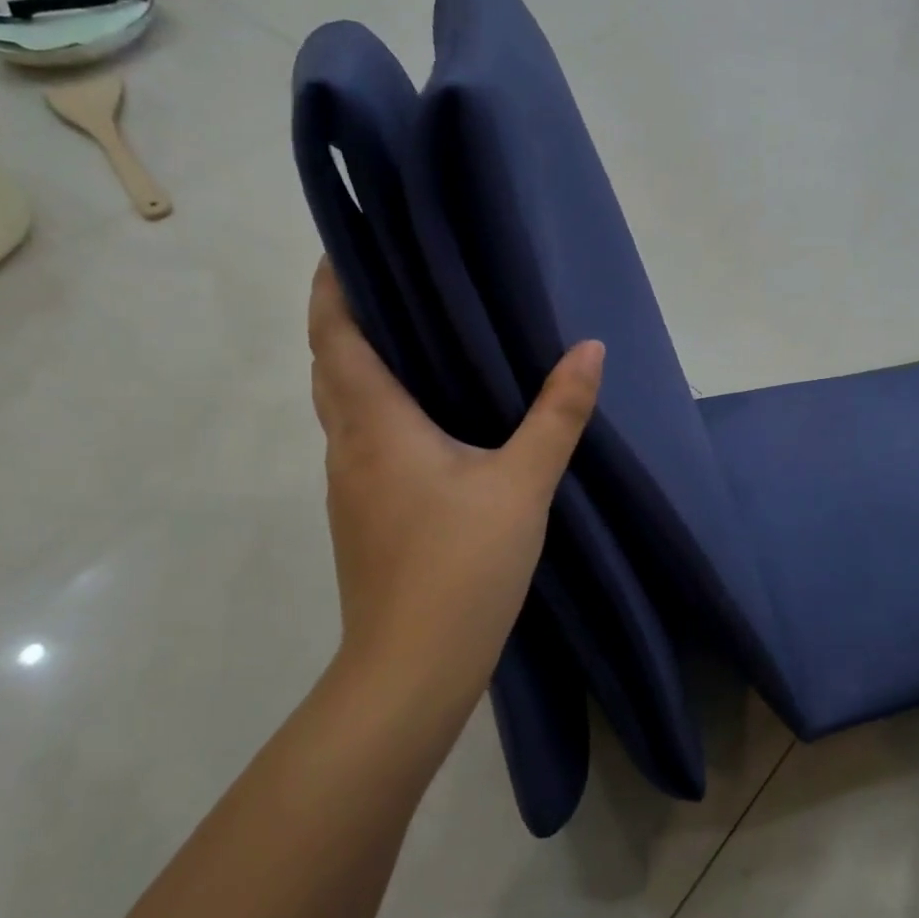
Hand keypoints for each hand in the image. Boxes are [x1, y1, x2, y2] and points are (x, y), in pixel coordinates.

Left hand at [307, 258, 602, 703]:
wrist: (412, 669)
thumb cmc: (462, 566)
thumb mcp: (523, 484)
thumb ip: (557, 414)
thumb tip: (589, 349)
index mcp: (376, 426)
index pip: (335, 339)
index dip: (332, 290)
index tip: (347, 248)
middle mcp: (348, 449)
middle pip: (330, 369)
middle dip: (346, 321)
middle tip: (391, 285)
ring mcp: (348, 488)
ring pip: (341, 409)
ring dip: (359, 368)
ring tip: (409, 341)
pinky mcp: (362, 518)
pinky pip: (359, 442)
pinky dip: (376, 411)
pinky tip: (422, 422)